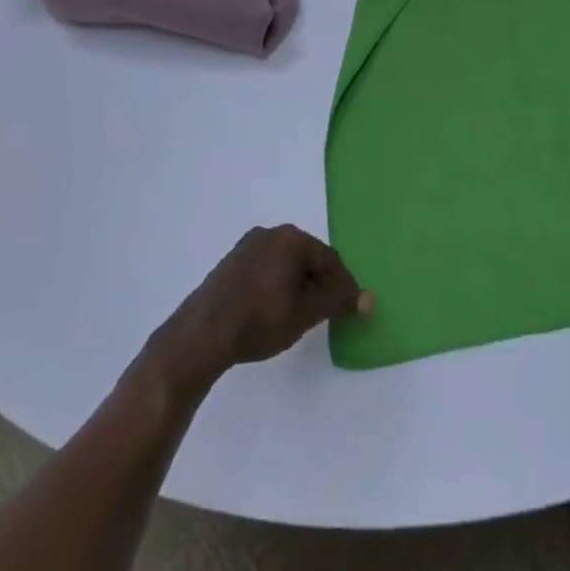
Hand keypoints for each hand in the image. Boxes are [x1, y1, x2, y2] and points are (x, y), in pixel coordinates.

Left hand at [161, 225, 372, 381]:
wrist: (200, 337)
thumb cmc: (260, 319)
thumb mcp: (306, 313)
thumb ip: (338, 301)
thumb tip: (369, 298)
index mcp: (291, 238)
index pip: (329, 259)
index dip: (343, 285)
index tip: (348, 309)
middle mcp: (269, 233)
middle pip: (307, 258)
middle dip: (319, 283)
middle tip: (324, 312)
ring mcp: (245, 247)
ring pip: (285, 264)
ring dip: (297, 286)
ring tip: (299, 314)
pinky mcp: (228, 265)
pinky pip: (264, 270)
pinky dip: (275, 286)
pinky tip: (272, 311)